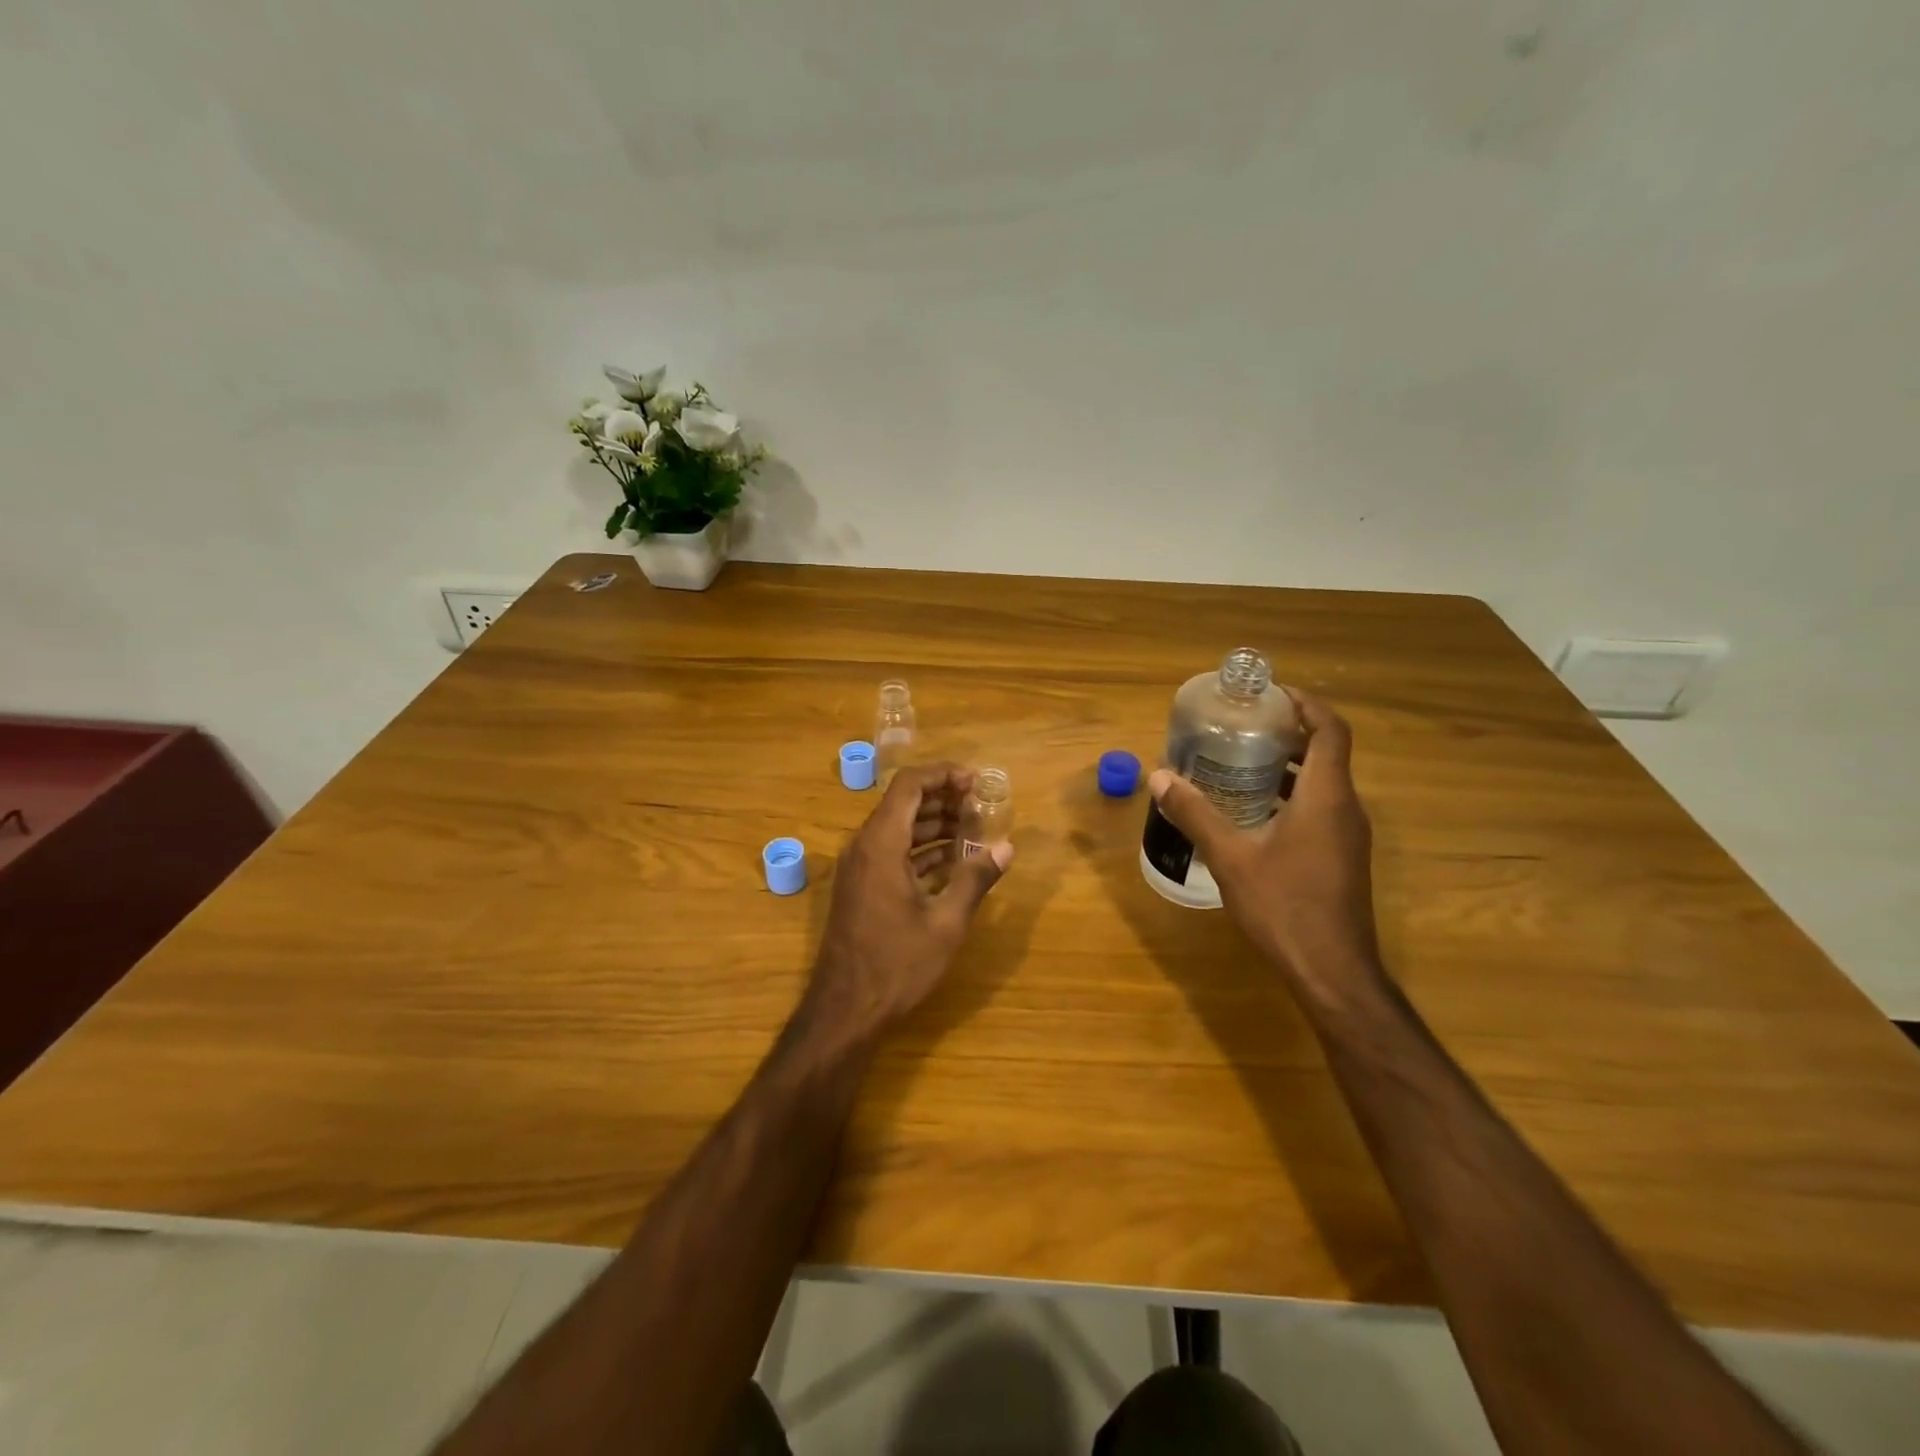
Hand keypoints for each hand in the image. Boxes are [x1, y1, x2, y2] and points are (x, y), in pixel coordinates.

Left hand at [807, 763, 1013, 1041]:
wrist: (845, 1010)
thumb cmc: (897, 964)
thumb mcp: (946, 923)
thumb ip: (976, 879)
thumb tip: (1007, 847)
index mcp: (881, 843)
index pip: (910, 784)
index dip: (944, 774)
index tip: (977, 781)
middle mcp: (865, 845)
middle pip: (904, 802)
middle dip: (944, 798)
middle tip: (982, 808)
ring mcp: (860, 867)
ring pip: (899, 827)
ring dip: (935, 824)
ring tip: (975, 832)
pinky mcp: (861, 886)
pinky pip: (892, 851)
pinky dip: (922, 848)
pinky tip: (953, 861)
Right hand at [1147, 690, 1379, 997]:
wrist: (1331, 971)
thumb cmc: (1284, 905)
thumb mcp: (1231, 856)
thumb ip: (1196, 813)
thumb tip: (1159, 777)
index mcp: (1327, 796)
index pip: (1330, 730)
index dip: (1305, 704)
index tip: (1270, 694)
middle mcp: (1345, 808)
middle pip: (1326, 753)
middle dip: (1287, 734)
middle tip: (1242, 728)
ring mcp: (1348, 836)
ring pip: (1323, 783)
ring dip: (1288, 767)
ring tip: (1240, 764)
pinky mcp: (1342, 858)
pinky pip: (1321, 809)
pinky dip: (1292, 796)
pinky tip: (1253, 813)